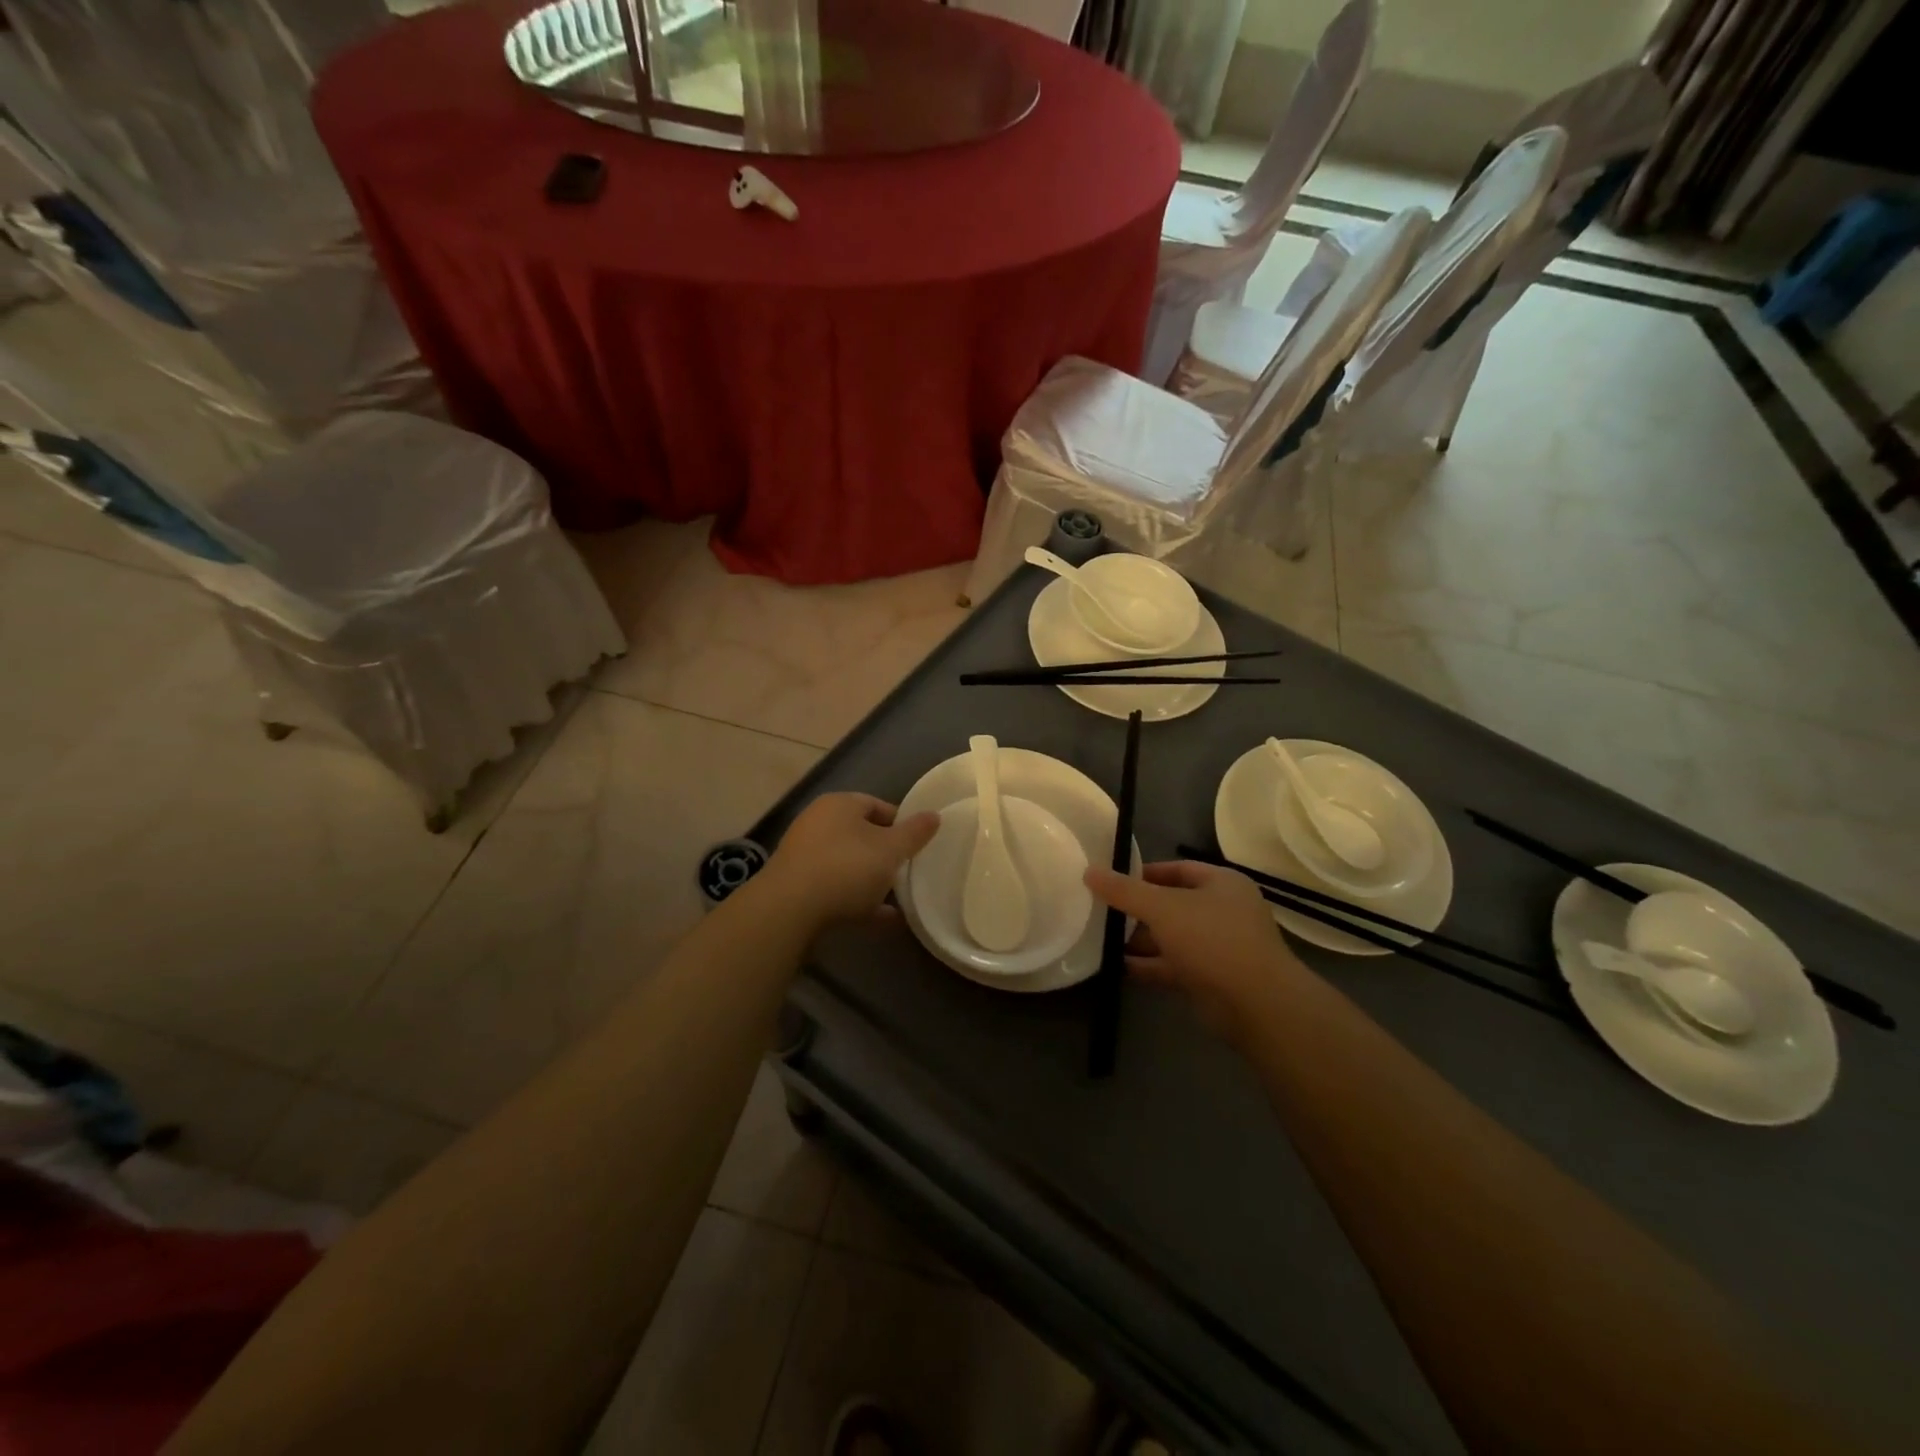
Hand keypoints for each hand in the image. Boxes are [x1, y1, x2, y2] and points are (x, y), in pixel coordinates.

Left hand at [761, 792, 939, 929]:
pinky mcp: (799, 887)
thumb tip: (934, 815)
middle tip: (910, 871)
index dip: (902, 823)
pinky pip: (838, 890)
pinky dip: (860, 901)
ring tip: (901, 898)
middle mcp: (818, 824)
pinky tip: (885, 919)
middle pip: (862, 835)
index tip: (919, 844)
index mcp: (840, 805)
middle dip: (887, 854)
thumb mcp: (890, 850)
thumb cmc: (846, 868)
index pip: (878, 805)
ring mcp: (806, 856)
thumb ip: (914, 833)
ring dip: (873, 880)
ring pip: (849, 864)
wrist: (789, 911)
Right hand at [1085, 860, 1311, 1042]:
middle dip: (1138, 910)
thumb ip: (1124, 890)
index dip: (1144, 873)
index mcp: (1222, 884)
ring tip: (1102, 939)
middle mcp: (1224, 911)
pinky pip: (1174, 966)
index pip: (1178, 869)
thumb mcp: (1161, 907)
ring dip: (1141, 940)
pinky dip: (1149, 965)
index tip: (1112, 880)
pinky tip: (1119, 966)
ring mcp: (1220, 947)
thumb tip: (1089, 870)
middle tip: (1102, 910)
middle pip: (1173, 904)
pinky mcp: (1212, 979)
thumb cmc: (1211, 939)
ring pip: (1172, 937)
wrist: (1256, 1004)